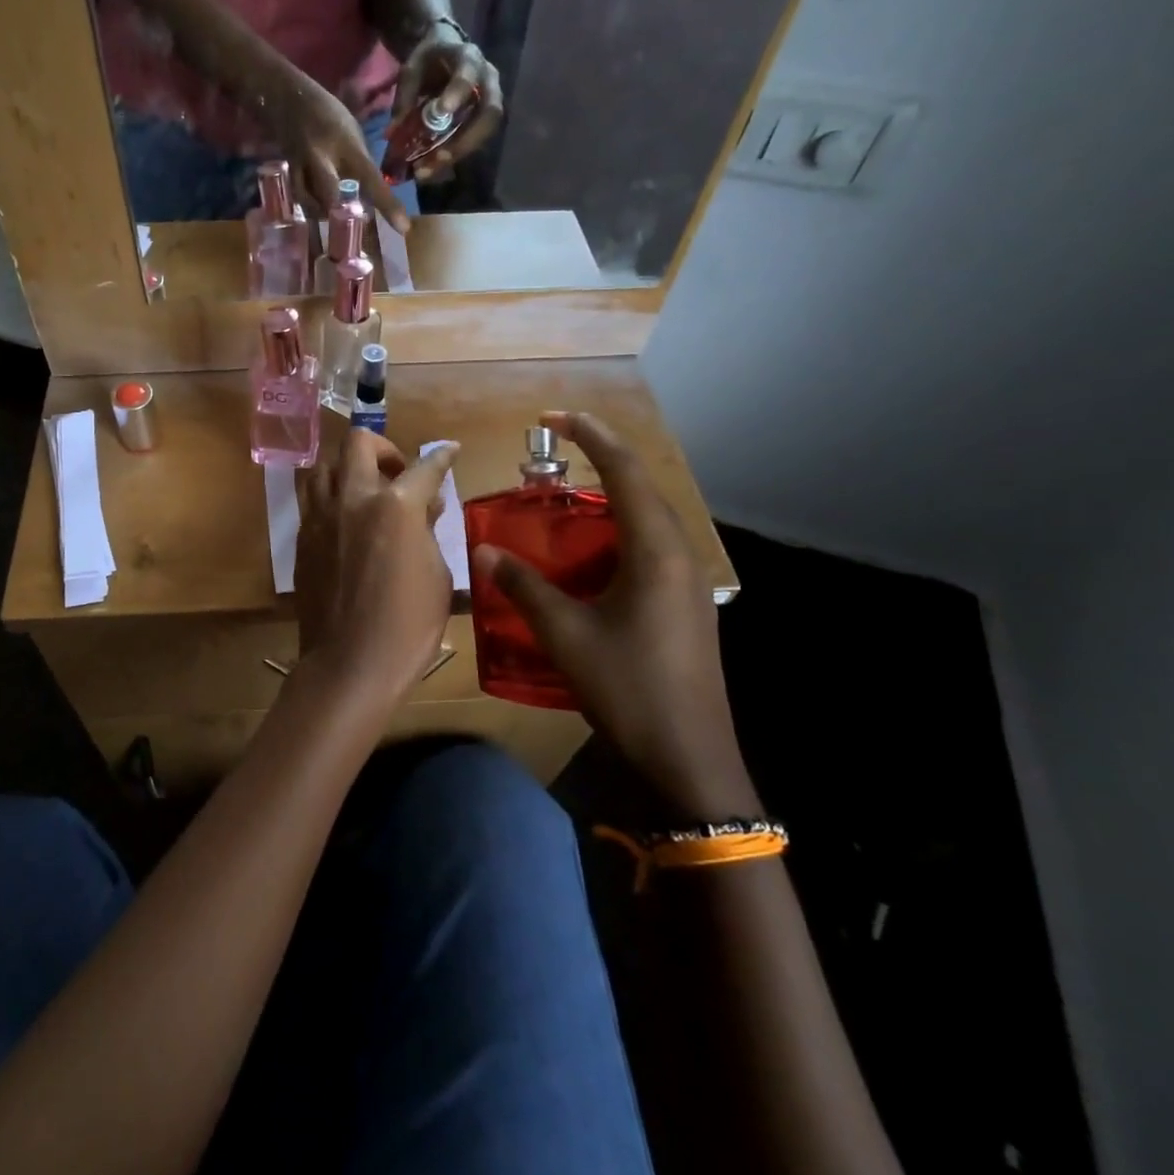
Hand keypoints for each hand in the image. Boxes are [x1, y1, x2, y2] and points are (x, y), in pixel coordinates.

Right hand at [264, 72, 411, 230]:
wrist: (285, 98)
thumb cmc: (327, 113)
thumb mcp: (351, 132)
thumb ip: (359, 163)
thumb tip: (369, 194)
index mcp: (346, 145)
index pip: (371, 179)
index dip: (388, 205)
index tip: (403, 228)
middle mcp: (322, 157)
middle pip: (332, 200)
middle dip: (341, 214)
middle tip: (350, 222)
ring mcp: (301, 167)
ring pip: (313, 204)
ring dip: (324, 213)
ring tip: (331, 214)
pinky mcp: (288, 173)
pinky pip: (301, 199)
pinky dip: (310, 206)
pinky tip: (315, 206)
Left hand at [295, 431, 458, 711]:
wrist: (349, 663)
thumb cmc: (408, 625)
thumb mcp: (436, 575)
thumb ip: (428, 530)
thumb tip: (425, 506)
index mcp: (395, 507)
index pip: (424, 467)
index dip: (442, 457)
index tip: (449, 451)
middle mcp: (352, 498)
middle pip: (359, 443)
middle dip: (383, 448)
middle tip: (397, 472)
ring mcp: (321, 516)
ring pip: (325, 465)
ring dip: (348, 468)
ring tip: (365, 491)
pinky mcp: (302, 537)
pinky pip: (312, 499)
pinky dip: (331, 496)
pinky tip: (346, 519)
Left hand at [390, 24, 503, 179]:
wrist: (446, 52)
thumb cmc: (429, 60)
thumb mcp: (412, 69)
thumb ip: (405, 97)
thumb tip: (392, 134)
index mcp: (468, 58)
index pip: (468, 74)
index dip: (457, 93)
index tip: (442, 111)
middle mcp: (487, 81)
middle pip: (489, 113)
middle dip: (465, 140)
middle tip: (438, 158)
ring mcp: (490, 102)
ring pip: (485, 133)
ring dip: (458, 155)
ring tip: (427, 171)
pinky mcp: (483, 121)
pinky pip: (475, 143)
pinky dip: (453, 158)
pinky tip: (431, 169)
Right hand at [469, 412, 757, 821]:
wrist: (689, 757)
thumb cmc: (629, 687)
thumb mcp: (566, 634)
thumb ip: (524, 587)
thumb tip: (484, 551)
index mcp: (656, 550)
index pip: (625, 471)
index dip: (590, 436)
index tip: (553, 418)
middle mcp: (679, 555)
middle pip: (640, 488)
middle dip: (598, 463)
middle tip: (548, 460)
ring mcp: (686, 581)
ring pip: (645, 521)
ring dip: (605, 502)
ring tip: (560, 503)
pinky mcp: (683, 604)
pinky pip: (647, 549)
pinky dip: (613, 536)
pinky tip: (584, 558)